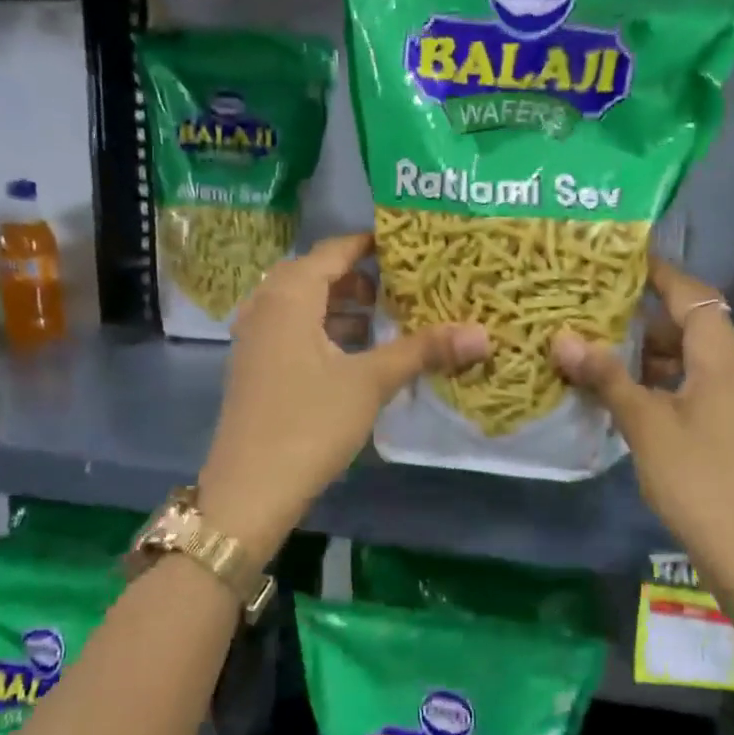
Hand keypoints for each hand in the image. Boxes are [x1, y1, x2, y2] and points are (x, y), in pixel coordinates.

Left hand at [198, 233, 487, 562]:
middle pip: (316, 275)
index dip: (370, 244)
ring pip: (303, 305)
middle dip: (359, 278)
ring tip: (386, 317)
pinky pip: (294, 331)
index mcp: (289, 296)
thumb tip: (483, 334)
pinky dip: (325, 330)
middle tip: (403, 284)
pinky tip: (355, 353)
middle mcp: (266, 307)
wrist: (249, 490)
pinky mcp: (256, 368)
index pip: (333, 251)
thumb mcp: (370, 382)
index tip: (409, 244)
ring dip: (342, 306)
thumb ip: (423, 351)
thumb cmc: (309, 422)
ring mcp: (255, 339)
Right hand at [551, 259, 733, 596]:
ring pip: (692, 358)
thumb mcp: (646, 425)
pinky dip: (664, 382)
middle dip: (641, 319)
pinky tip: (626, 395)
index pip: (691, 293)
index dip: (657, 273)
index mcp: (726, 355)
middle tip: (591, 312)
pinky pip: (698, 385)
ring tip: (598, 352)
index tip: (618, 259)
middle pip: (691, 324)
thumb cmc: (699, 479)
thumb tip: (562, 340)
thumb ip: (606, 378)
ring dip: (649, 354)